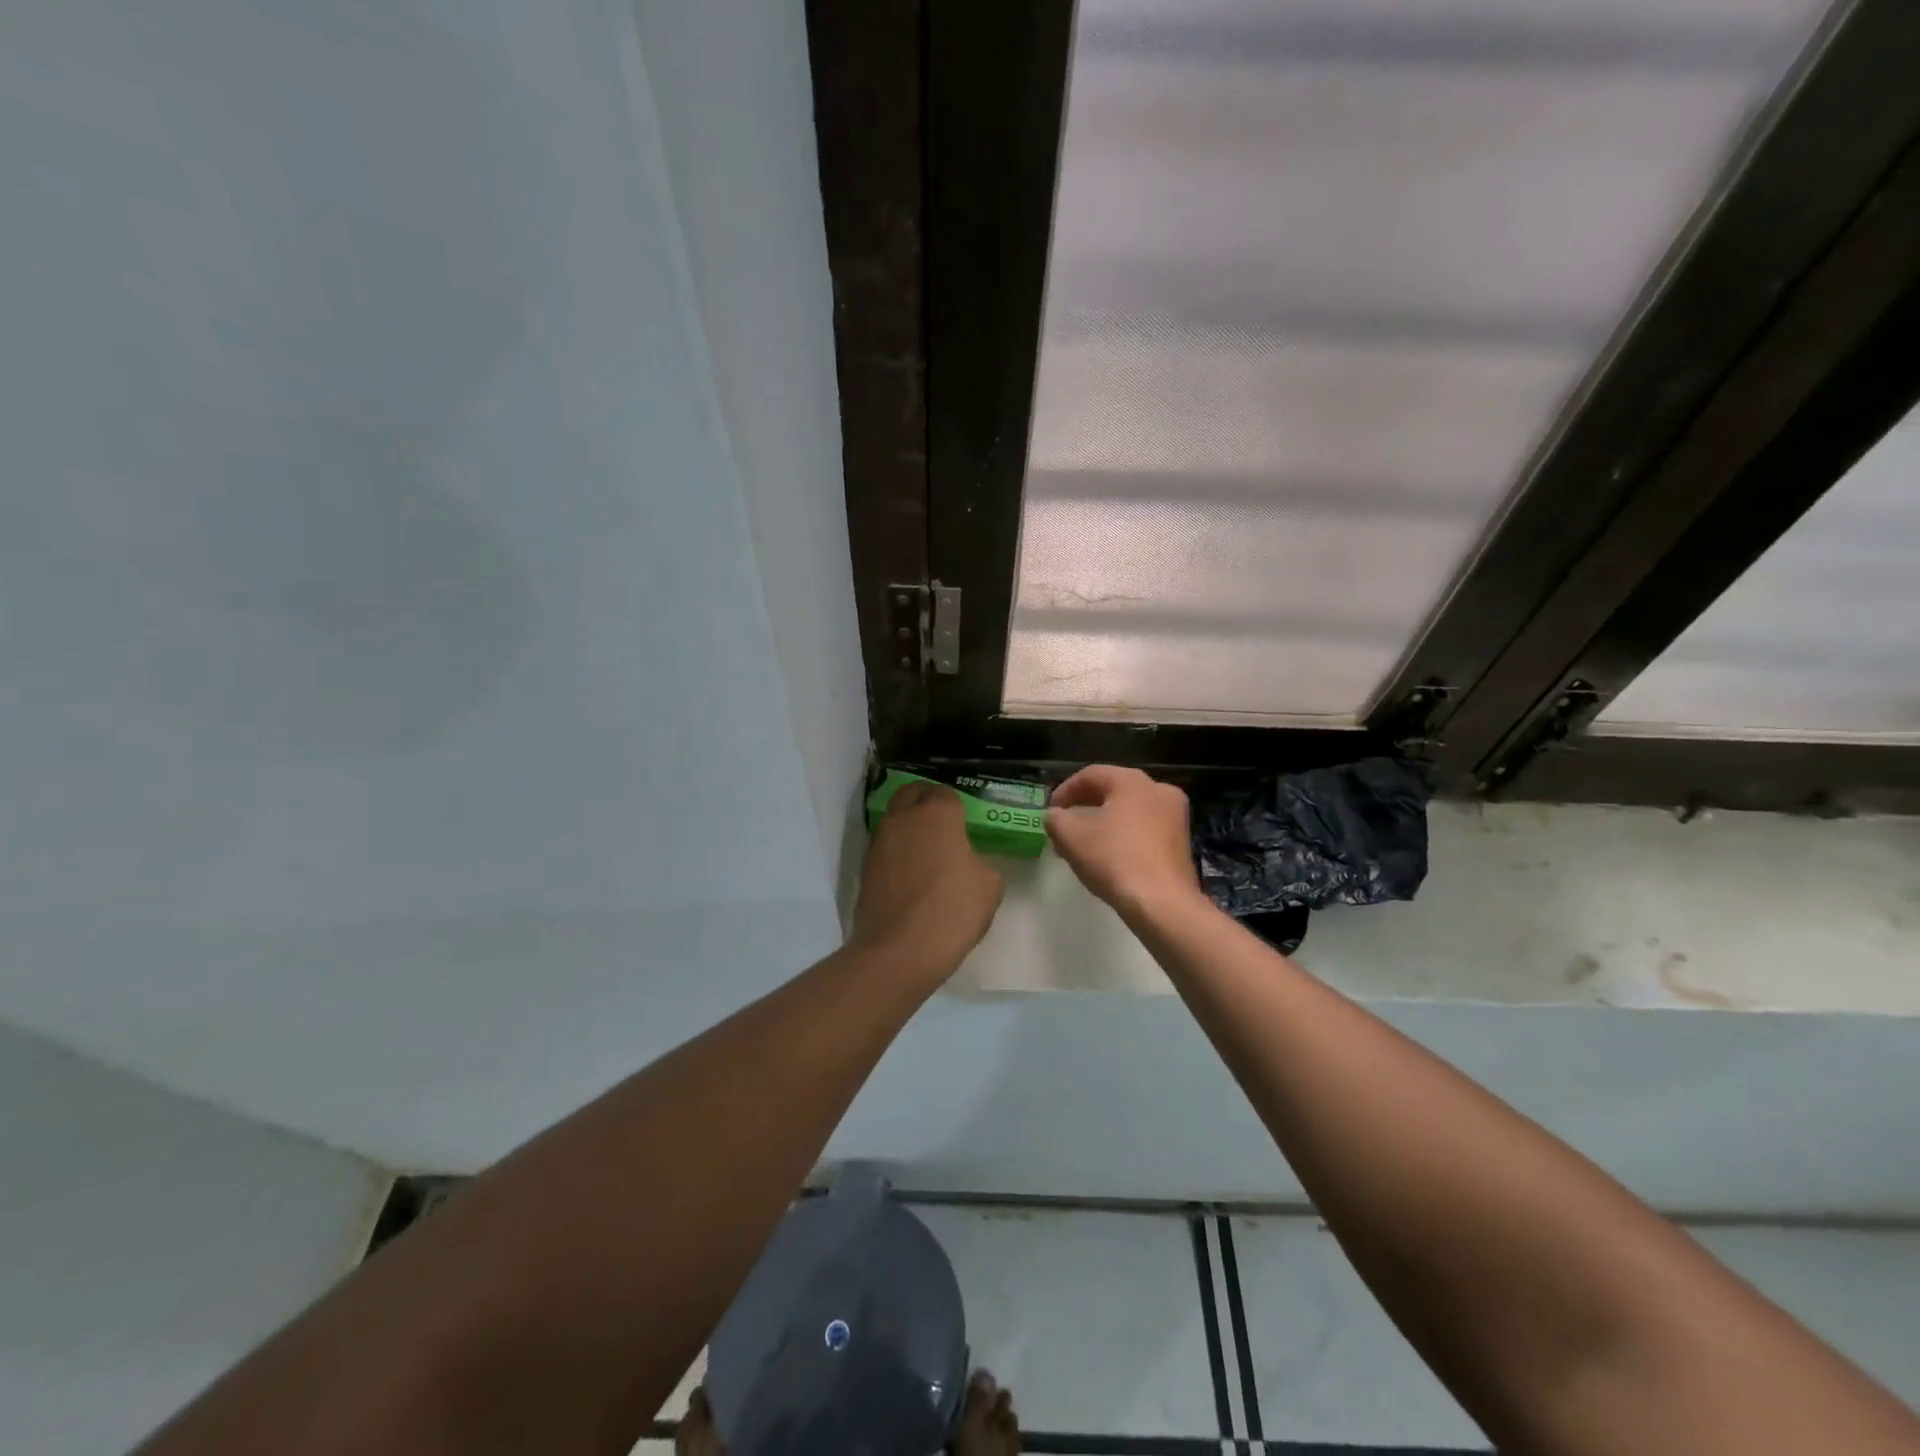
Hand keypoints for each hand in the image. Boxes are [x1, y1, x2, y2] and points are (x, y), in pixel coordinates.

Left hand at [850, 782, 1004, 976]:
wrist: (900, 950)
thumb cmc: (952, 911)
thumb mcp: (989, 887)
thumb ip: (980, 864)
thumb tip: (966, 864)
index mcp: (937, 814)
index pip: (945, 793)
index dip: (956, 806)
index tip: (964, 823)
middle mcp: (903, 818)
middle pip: (912, 794)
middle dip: (925, 801)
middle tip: (941, 824)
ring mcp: (879, 842)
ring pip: (894, 819)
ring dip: (908, 827)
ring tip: (925, 852)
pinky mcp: (865, 867)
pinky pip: (885, 847)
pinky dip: (896, 852)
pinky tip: (909, 874)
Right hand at [1047, 765, 1203, 921]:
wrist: (1162, 903)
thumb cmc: (1114, 860)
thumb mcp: (1071, 837)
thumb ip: (1056, 819)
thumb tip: (1055, 816)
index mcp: (1133, 782)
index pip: (1091, 775)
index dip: (1065, 790)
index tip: (1050, 809)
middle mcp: (1159, 790)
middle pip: (1113, 790)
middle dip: (1084, 806)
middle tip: (1063, 824)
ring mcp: (1175, 816)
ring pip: (1129, 811)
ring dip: (1103, 822)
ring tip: (1081, 844)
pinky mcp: (1181, 841)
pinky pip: (1145, 828)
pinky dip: (1123, 835)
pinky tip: (1108, 855)